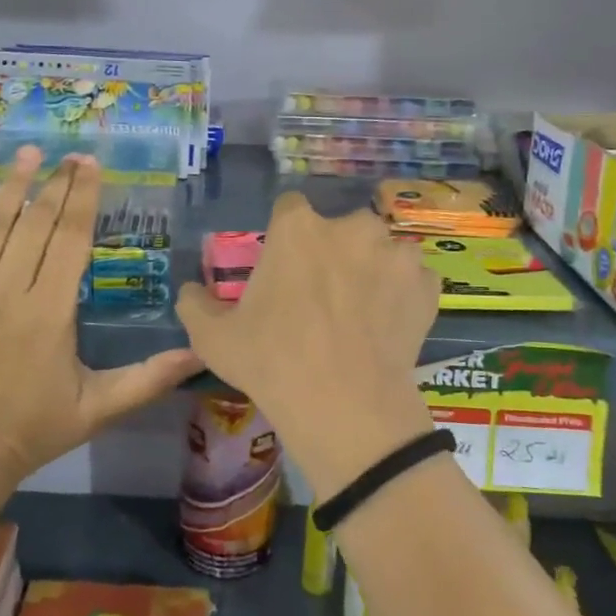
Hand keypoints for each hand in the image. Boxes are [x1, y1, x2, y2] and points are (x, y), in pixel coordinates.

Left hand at [0, 146, 200, 513]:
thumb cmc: (33, 431)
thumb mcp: (99, 409)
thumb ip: (149, 378)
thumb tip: (200, 353)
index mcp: (50, 312)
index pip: (71, 239)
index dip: (84, 198)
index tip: (91, 165)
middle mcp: (7, 292)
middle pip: (35, 225)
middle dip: (55, 185)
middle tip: (69, 155)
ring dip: (10, 187)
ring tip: (27, 154)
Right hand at [175, 191, 439, 499]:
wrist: (344, 406)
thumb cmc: (272, 361)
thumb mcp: (212, 337)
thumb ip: (194, 303)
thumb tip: (188, 290)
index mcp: (298, 228)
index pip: (290, 209)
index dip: (286, 236)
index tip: (284, 266)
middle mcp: (351, 227)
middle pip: (341, 228)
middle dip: (333, 251)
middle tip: (322, 294)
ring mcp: (395, 254)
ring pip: (382, 251)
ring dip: (373, 269)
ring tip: (362, 311)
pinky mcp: (427, 286)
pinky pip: (413, 281)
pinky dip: (403, 296)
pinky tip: (390, 325)